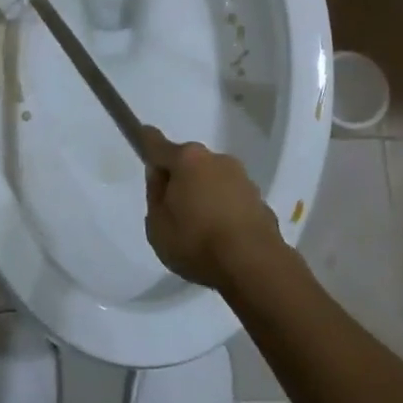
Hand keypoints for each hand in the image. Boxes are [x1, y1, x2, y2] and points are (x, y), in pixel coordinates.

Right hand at [143, 127, 287, 289]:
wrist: (255, 266)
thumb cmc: (197, 243)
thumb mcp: (157, 226)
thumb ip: (155, 196)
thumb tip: (162, 178)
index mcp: (186, 160)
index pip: (157, 144)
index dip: (146, 141)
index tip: (142, 136)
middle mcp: (215, 159)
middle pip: (189, 162)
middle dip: (180, 178)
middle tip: (174, 209)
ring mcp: (242, 178)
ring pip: (213, 180)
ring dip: (205, 194)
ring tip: (202, 230)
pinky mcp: (260, 200)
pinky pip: (233, 200)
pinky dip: (226, 211)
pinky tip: (224, 238)